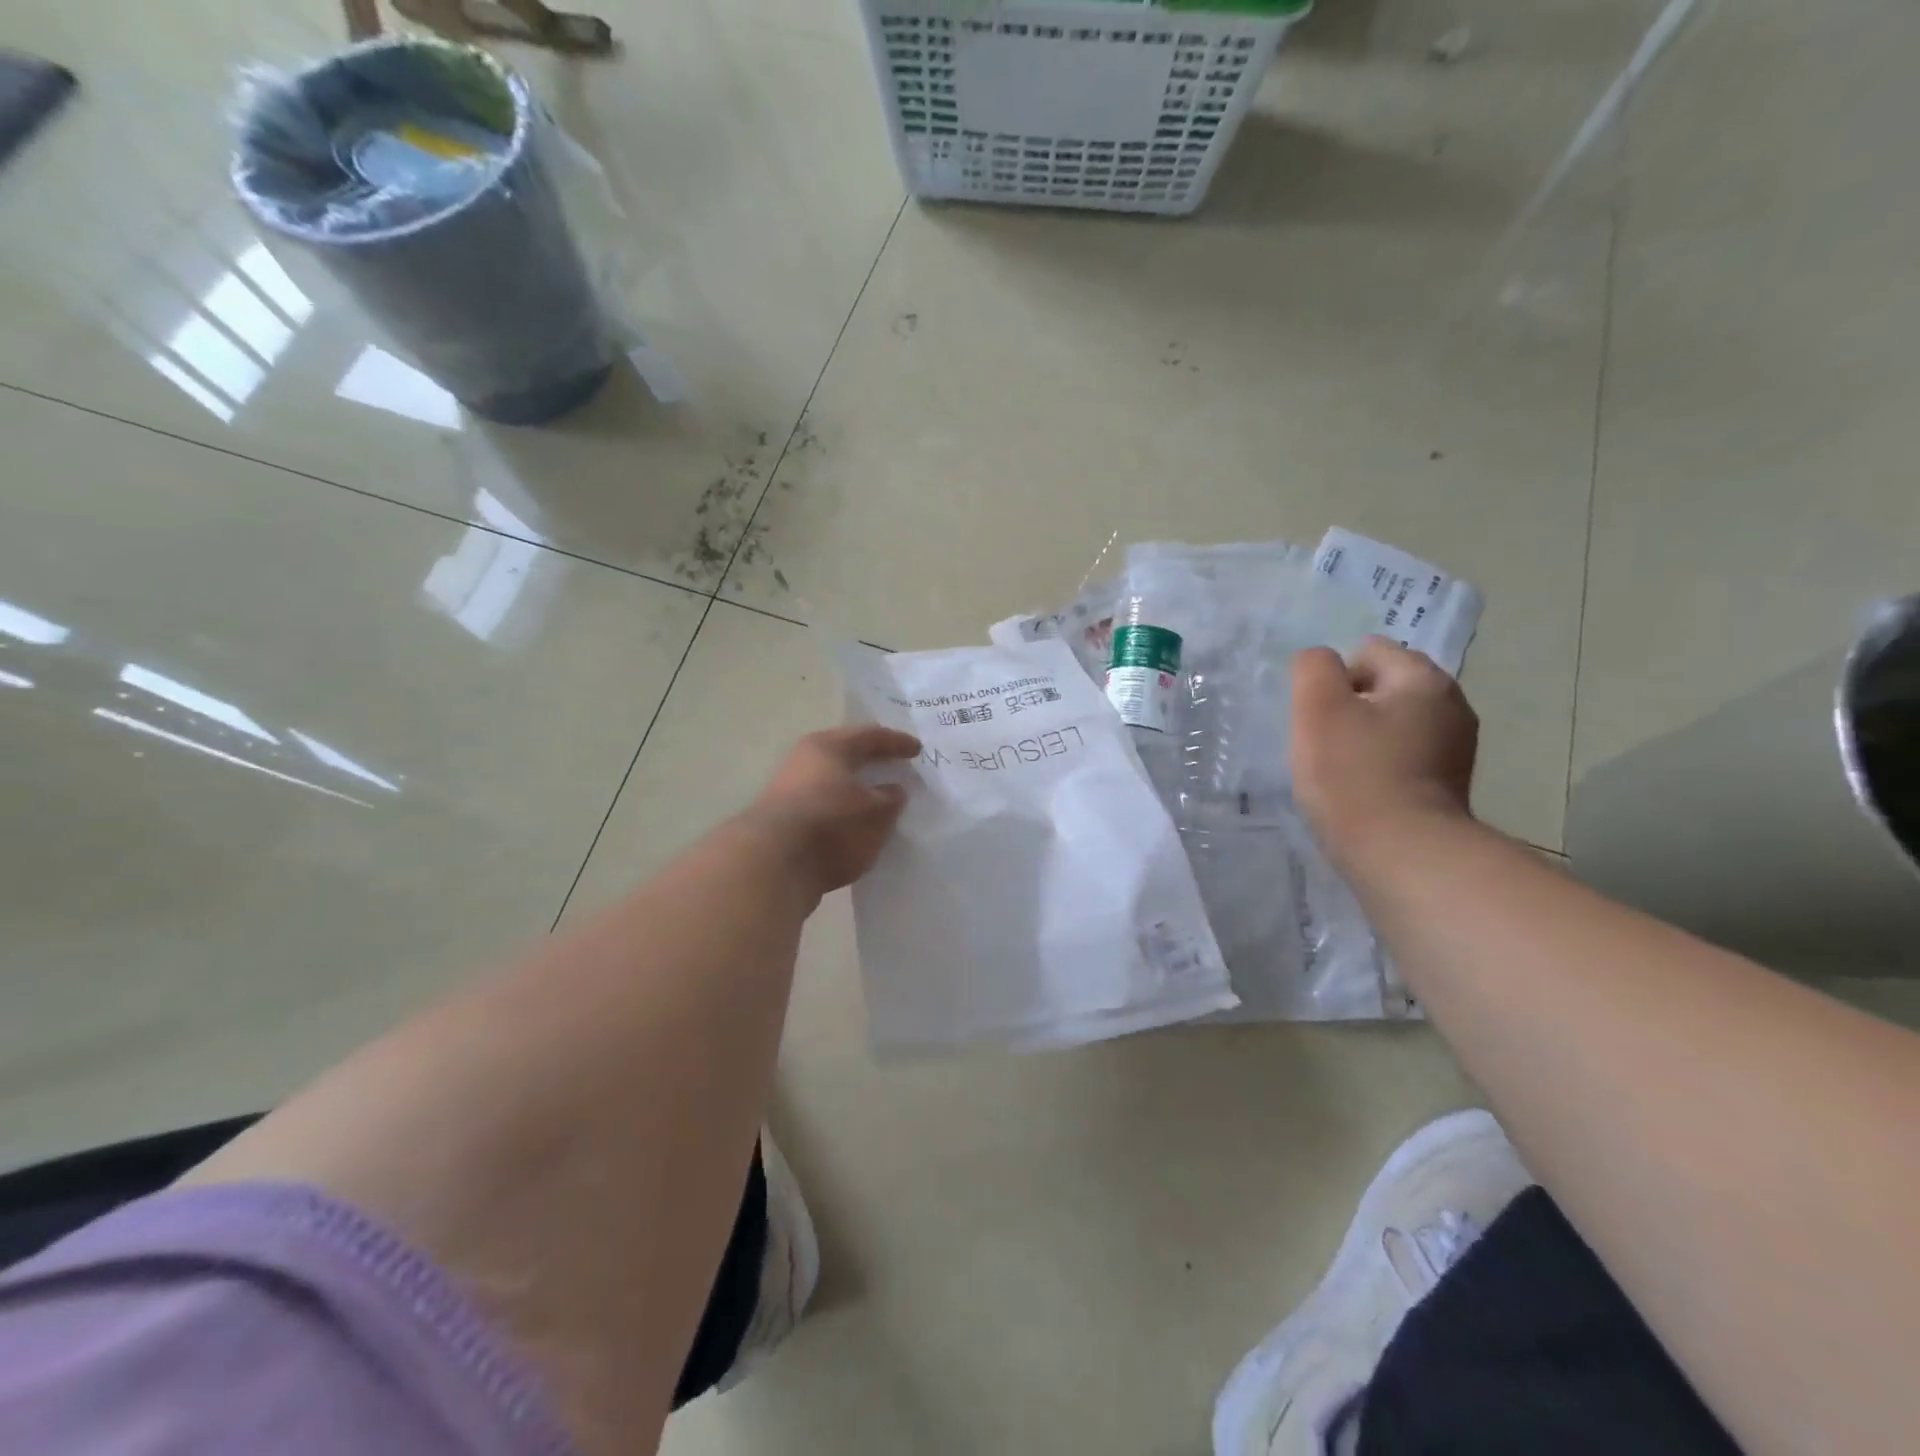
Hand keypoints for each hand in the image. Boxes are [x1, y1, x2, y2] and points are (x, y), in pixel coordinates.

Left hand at [741, 726, 921, 899]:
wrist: (771, 866)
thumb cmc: (831, 826)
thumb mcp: (876, 813)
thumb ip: (891, 799)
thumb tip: (893, 790)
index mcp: (828, 747)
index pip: (870, 736)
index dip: (897, 742)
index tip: (918, 750)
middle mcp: (805, 761)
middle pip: (846, 756)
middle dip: (873, 762)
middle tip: (897, 768)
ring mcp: (789, 791)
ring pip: (833, 783)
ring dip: (857, 791)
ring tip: (881, 802)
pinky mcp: (783, 821)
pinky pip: (824, 808)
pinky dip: (843, 813)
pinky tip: (856, 827)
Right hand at [1290, 637, 1477, 856]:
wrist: (1401, 855)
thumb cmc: (1353, 774)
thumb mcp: (1317, 707)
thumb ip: (1313, 668)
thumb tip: (1320, 663)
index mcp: (1425, 679)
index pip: (1368, 650)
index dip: (1334, 679)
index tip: (1321, 717)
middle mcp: (1452, 705)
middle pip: (1382, 688)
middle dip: (1349, 708)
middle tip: (1326, 744)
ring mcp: (1456, 748)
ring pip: (1391, 724)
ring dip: (1363, 739)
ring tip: (1341, 772)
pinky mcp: (1448, 786)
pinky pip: (1402, 758)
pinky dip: (1379, 767)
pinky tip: (1362, 793)